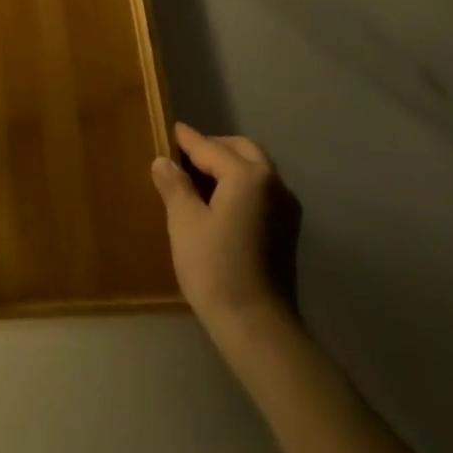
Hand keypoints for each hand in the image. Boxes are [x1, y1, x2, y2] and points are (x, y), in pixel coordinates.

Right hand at [151, 123, 301, 334]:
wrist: (257, 324)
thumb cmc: (215, 267)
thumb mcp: (184, 222)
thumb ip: (175, 186)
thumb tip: (164, 162)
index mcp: (248, 176)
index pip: (211, 148)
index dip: (188, 139)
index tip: (171, 128)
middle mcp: (273, 184)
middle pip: (243, 151)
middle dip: (215, 147)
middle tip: (185, 154)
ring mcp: (286, 208)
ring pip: (257, 170)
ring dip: (230, 165)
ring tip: (198, 177)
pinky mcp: (287, 230)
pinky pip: (262, 191)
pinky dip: (241, 184)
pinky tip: (219, 201)